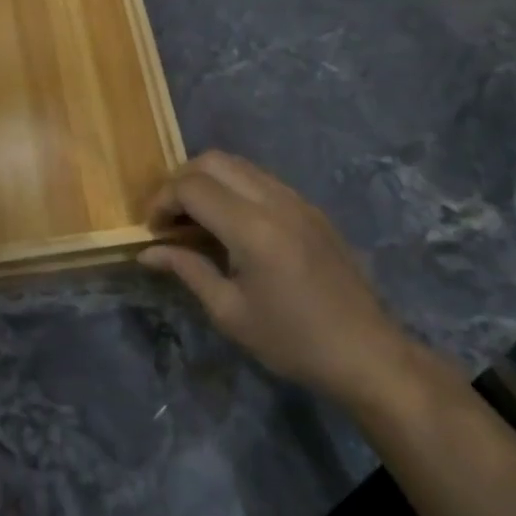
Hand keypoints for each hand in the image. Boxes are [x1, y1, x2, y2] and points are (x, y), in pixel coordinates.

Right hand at [140, 152, 410, 406]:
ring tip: (195, 218)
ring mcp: (296, 200)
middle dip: (180, 181)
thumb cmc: (293, 341)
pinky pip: (260, 178)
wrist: (368, 354)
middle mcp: (275, 201)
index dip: (162, 201)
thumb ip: (187, 270)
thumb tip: (147, 253)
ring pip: (238, 164)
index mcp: (252, 229)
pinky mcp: (310, 207)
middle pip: (212, 161)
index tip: (153, 230)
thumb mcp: (230, 312)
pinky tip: (230, 224)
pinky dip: (233, 187)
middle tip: (169, 217)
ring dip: (208, 180)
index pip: (191, 187)